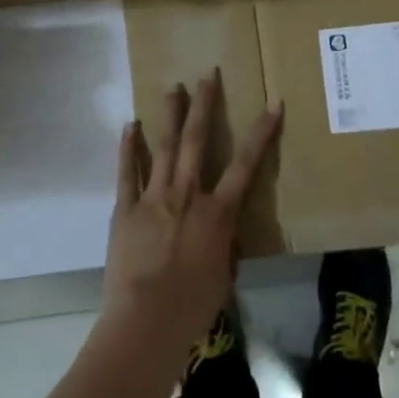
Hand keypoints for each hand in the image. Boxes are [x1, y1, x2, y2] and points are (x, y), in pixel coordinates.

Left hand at [102, 73, 283, 365]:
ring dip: (169, 115)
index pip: (246, 164)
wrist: (147, 322)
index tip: (272, 103)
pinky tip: (131, 125)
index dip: (262, 132)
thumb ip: (223, 244)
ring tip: (172, 87)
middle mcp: (187, 194)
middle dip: (204, 105)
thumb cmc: (194, 306)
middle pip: (196, 140)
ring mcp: (153, 198)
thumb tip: (221, 229)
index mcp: (218, 212)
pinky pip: (127, 172)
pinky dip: (128, 147)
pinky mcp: (125, 209)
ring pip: (163, 147)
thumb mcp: (223, 274)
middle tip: (206, 74)